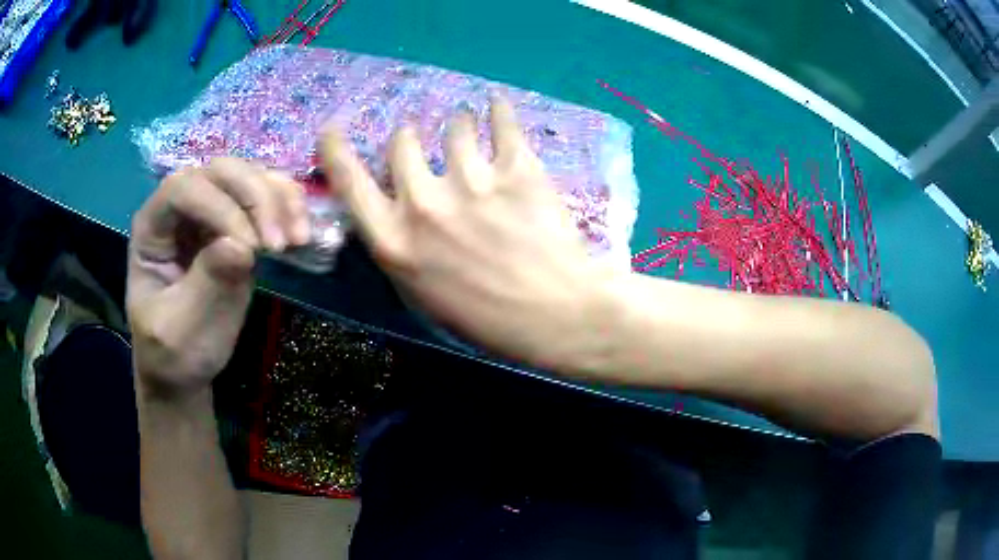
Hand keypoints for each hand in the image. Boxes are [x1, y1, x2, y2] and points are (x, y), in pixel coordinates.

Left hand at [127, 159, 308, 397]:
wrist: (183, 367)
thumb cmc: (173, 351)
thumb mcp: (182, 330)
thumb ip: (206, 285)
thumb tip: (242, 247)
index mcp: (152, 227)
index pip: (183, 189)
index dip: (219, 208)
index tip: (250, 251)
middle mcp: (181, 207)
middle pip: (221, 171)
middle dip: (255, 198)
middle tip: (279, 244)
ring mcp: (211, 210)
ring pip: (249, 175)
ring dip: (279, 199)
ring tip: (298, 239)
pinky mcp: (238, 222)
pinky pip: (268, 195)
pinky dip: (290, 206)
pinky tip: (303, 233)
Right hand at [321, 98, 617, 371]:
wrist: (555, 316)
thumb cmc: (486, 319)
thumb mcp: (422, 294)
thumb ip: (401, 247)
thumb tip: (394, 208)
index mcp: (394, 240)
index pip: (349, 181)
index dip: (335, 149)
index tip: (333, 129)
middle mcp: (424, 204)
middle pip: (402, 143)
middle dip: (409, 138)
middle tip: (423, 140)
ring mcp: (471, 182)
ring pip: (453, 126)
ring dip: (458, 123)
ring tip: (468, 123)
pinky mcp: (516, 170)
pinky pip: (502, 123)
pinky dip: (498, 110)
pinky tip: (497, 104)